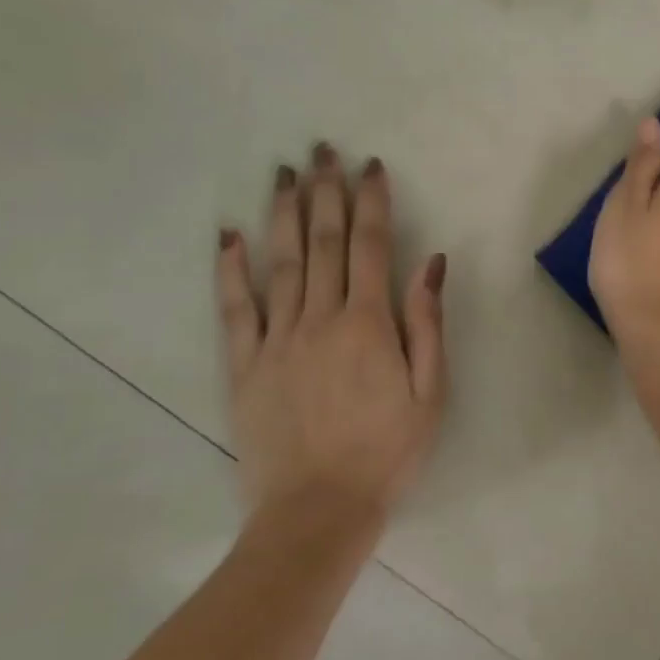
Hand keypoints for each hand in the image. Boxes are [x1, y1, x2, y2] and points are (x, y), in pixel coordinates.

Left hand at [216, 145, 447, 532]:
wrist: (318, 509)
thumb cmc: (387, 451)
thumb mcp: (430, 392)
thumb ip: (427, 323)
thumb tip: (430, 263)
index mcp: (369, 325)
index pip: (370, 246)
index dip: (371, 202)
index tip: (371, 167)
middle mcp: (320, 319)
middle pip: (322, 242)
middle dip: (325, 192)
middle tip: (323, 150)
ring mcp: (276, 339)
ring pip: (279, 262)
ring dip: (283, 213)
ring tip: (284, 173)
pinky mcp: (245, 365)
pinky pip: (235, 308)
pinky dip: (231, 269)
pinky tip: (229, 234)